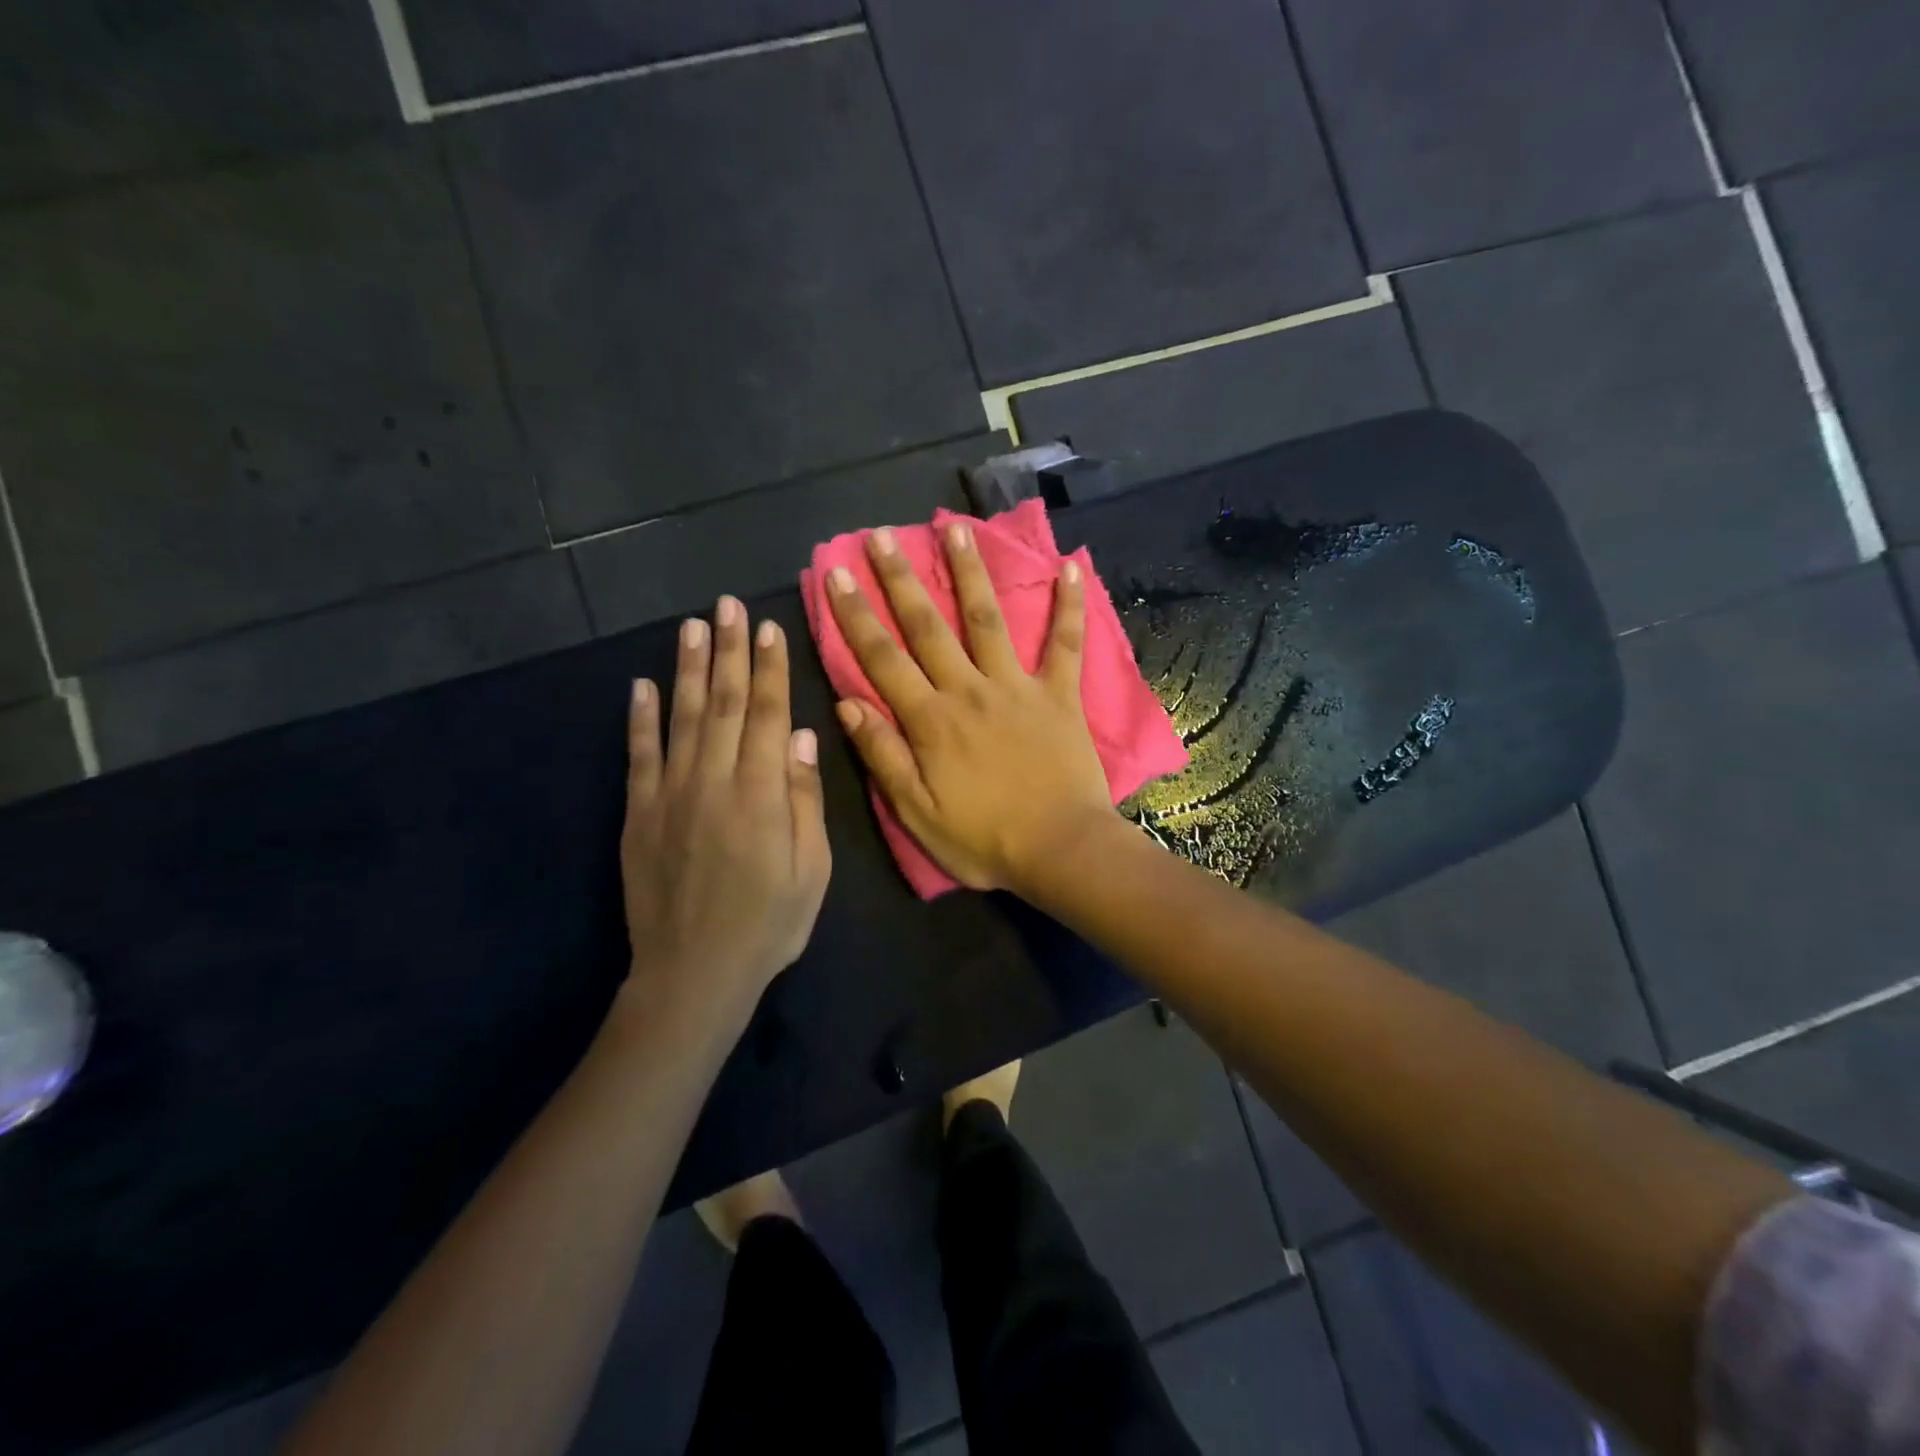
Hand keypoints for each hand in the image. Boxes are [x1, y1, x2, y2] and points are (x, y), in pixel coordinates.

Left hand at [620, 597, 830, 1022]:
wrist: (693, 974)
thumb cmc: (768, 925)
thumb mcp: (812, 871)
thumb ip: (806, 801)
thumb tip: (805, 738)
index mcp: (762, 795)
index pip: (769, 715)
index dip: (770, 669)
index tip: (769, 628)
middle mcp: (714, 781)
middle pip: (726, 703)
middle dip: (729, 650)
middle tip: (728, 605)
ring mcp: (671, 794)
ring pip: (684, 717)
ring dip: (689, 669)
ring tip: (692, 625)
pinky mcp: (640, 813)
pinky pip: (640, 755)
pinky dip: (641, 718)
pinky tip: (643, 686)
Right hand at [826, 522, 1114, 893]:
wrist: (1060, 851)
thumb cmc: (984, 840)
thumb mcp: (917, 812)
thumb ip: (882, 756)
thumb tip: (847, 703)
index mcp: (930, 720)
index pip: (882, 658)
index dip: (855, 615)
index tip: (836, 573)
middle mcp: (969, 690)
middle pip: (928, 626)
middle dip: (900, 579)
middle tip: (881, 535)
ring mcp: (1017, 687)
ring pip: (988, 620)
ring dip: (970, 573)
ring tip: (956, 529)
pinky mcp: (1059, 695)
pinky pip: (1065, 644)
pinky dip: (1069, 607)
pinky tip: (1070, 568)